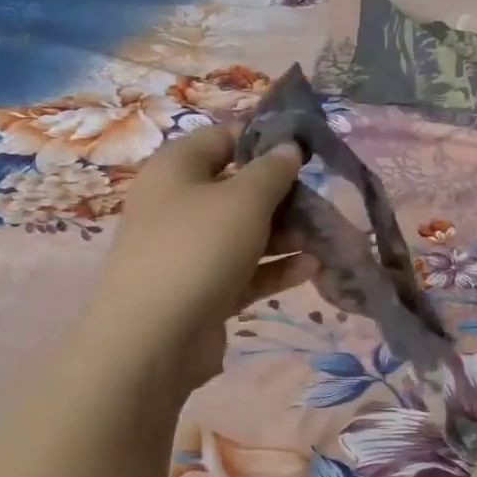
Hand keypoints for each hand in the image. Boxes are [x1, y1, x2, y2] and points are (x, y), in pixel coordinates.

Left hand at [92, 124, 317, 390]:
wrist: (154, 338)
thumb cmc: (198, 248)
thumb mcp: (244, 199)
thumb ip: (272, 170)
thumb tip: (288, 147)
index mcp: (176, 169)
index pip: (222, 139)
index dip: (263, 140)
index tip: (304, 152)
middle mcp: (177, 206)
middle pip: (236, 189)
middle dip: (281, 196)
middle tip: (319, 202)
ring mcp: (188, 252)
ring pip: (243, 234)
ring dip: (283, 235)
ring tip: (322, 238)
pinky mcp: (202, 291)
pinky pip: (244, 271)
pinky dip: (274, 268)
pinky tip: (311, 268)